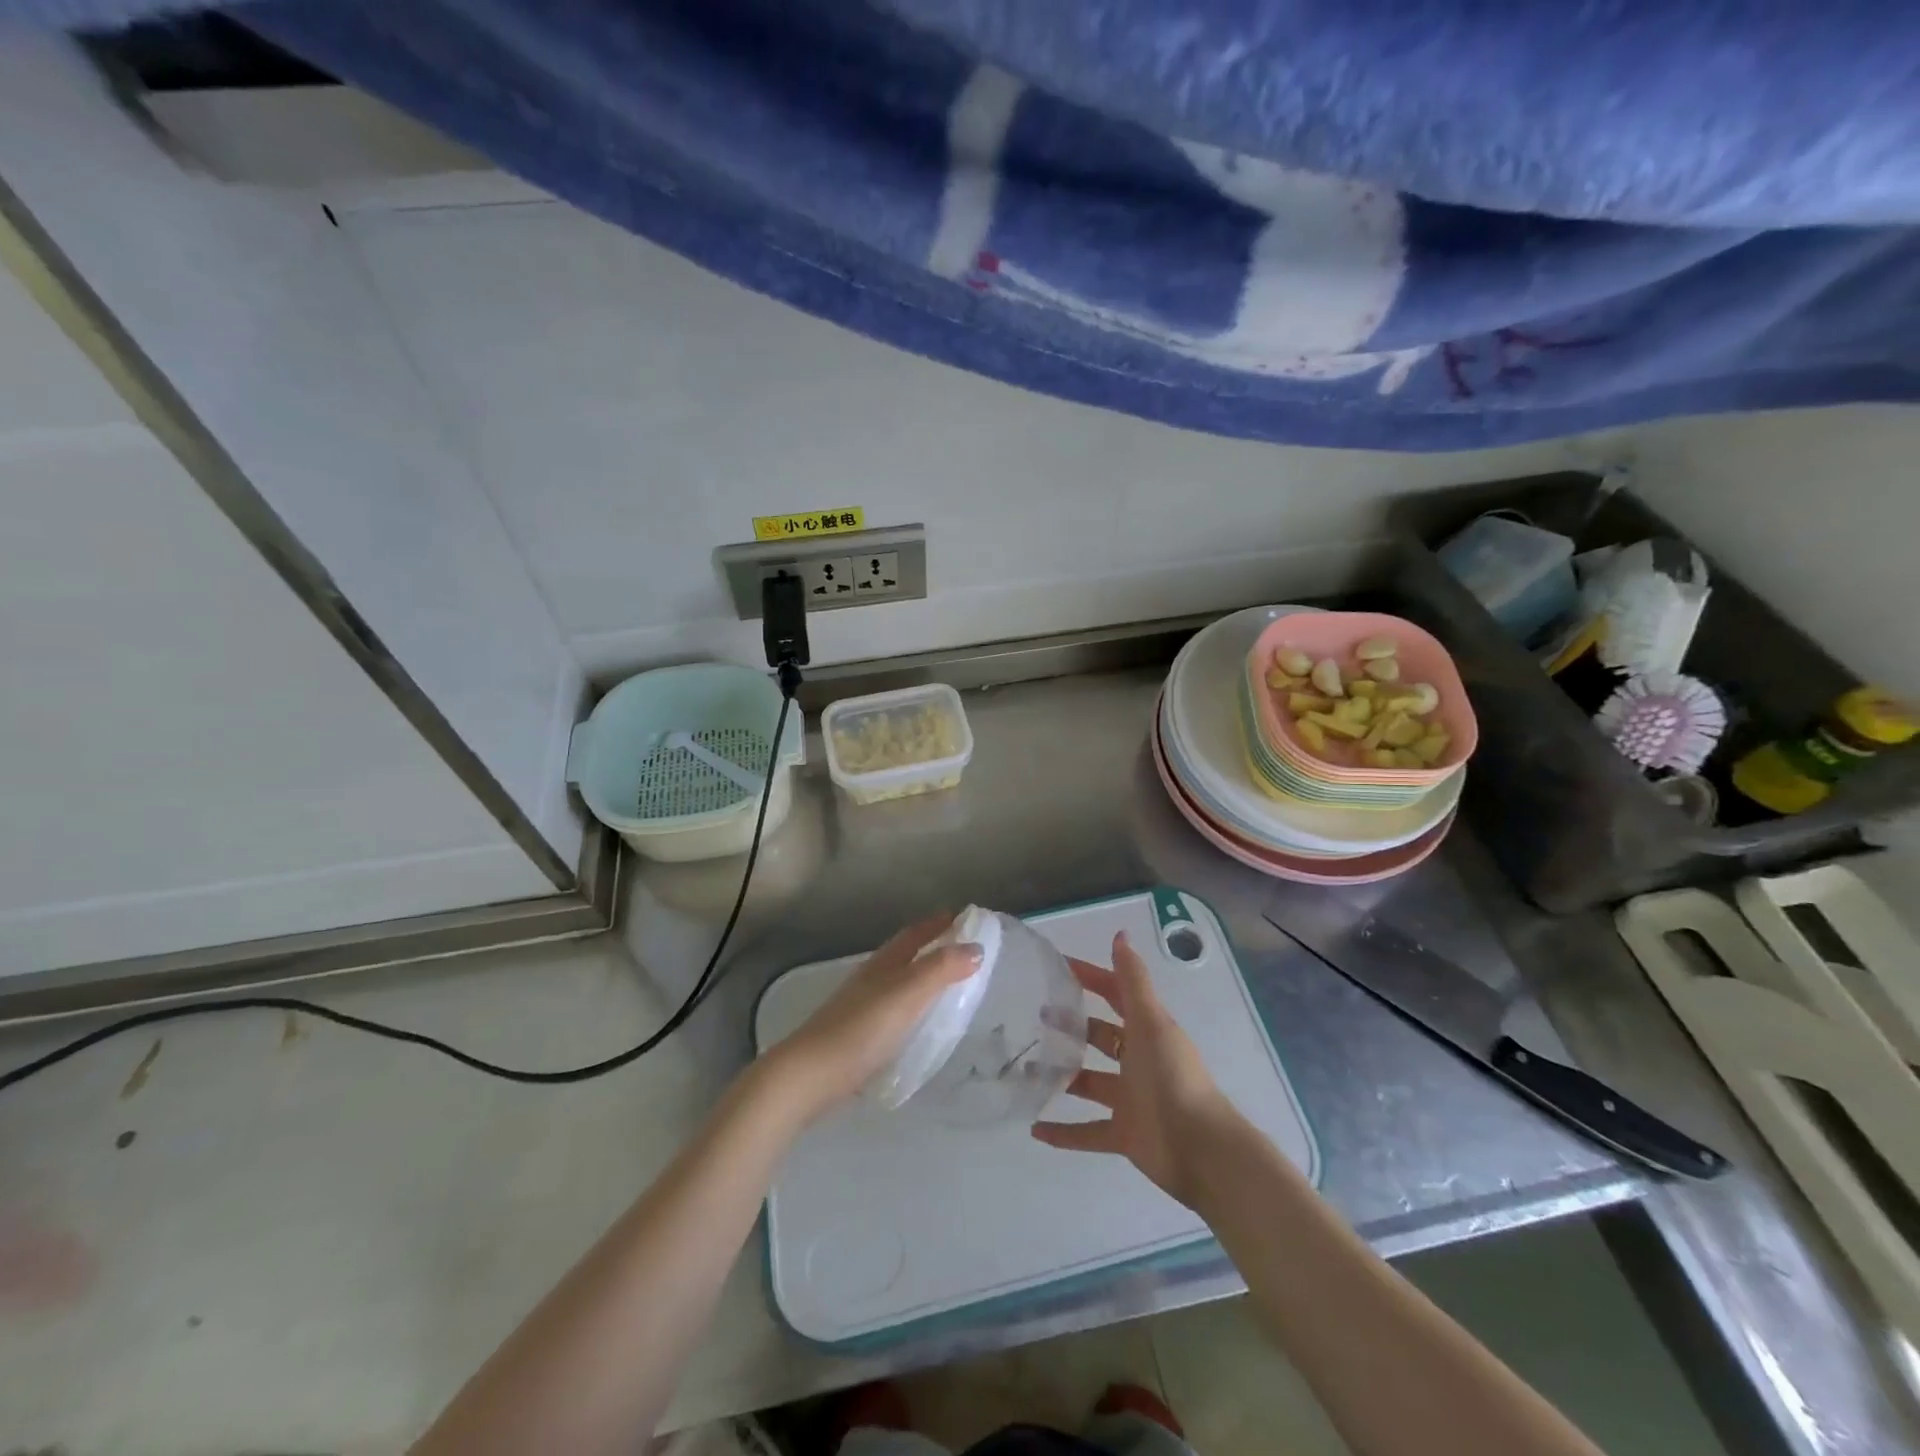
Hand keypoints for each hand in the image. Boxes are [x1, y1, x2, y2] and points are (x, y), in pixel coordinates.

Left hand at [763, 914, 981, 1124]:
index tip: (965, 917)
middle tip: (963, 949)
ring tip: (947, 984)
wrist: (810, 1075)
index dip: (938, 923)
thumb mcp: (907, 995)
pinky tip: (917, 1021)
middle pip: (905, 954)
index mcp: (884, 963)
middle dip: (933, 946)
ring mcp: (861, 1005)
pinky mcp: (857, 1033)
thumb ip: (941, 970)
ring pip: (898, 980)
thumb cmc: (862, 1029)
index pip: (915, 934)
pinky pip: (892, 1007)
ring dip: (922, 975)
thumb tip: (976, 948)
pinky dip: (911, 1004)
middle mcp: (872, 978)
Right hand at [1032, 931, 1241, 1206]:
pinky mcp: (1124, 1135)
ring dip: (1063, 1077)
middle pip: (1101, 1037)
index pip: (1115, 995)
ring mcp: (1131, 1099)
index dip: (1091, 979)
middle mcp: (1138, 1061)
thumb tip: (1120, 935)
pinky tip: (1035, 1128)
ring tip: (1026, 1069)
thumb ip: (1133, 981)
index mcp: (1147, 1031)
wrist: (1201, 1149)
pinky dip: (1064, 1132)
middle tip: (1035, 1017)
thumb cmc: (1173, 1077)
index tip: (1058, 967)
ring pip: (1090, 1083)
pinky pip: (1088, 1132)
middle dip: (1072, 1026)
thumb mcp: (1151, 1022)